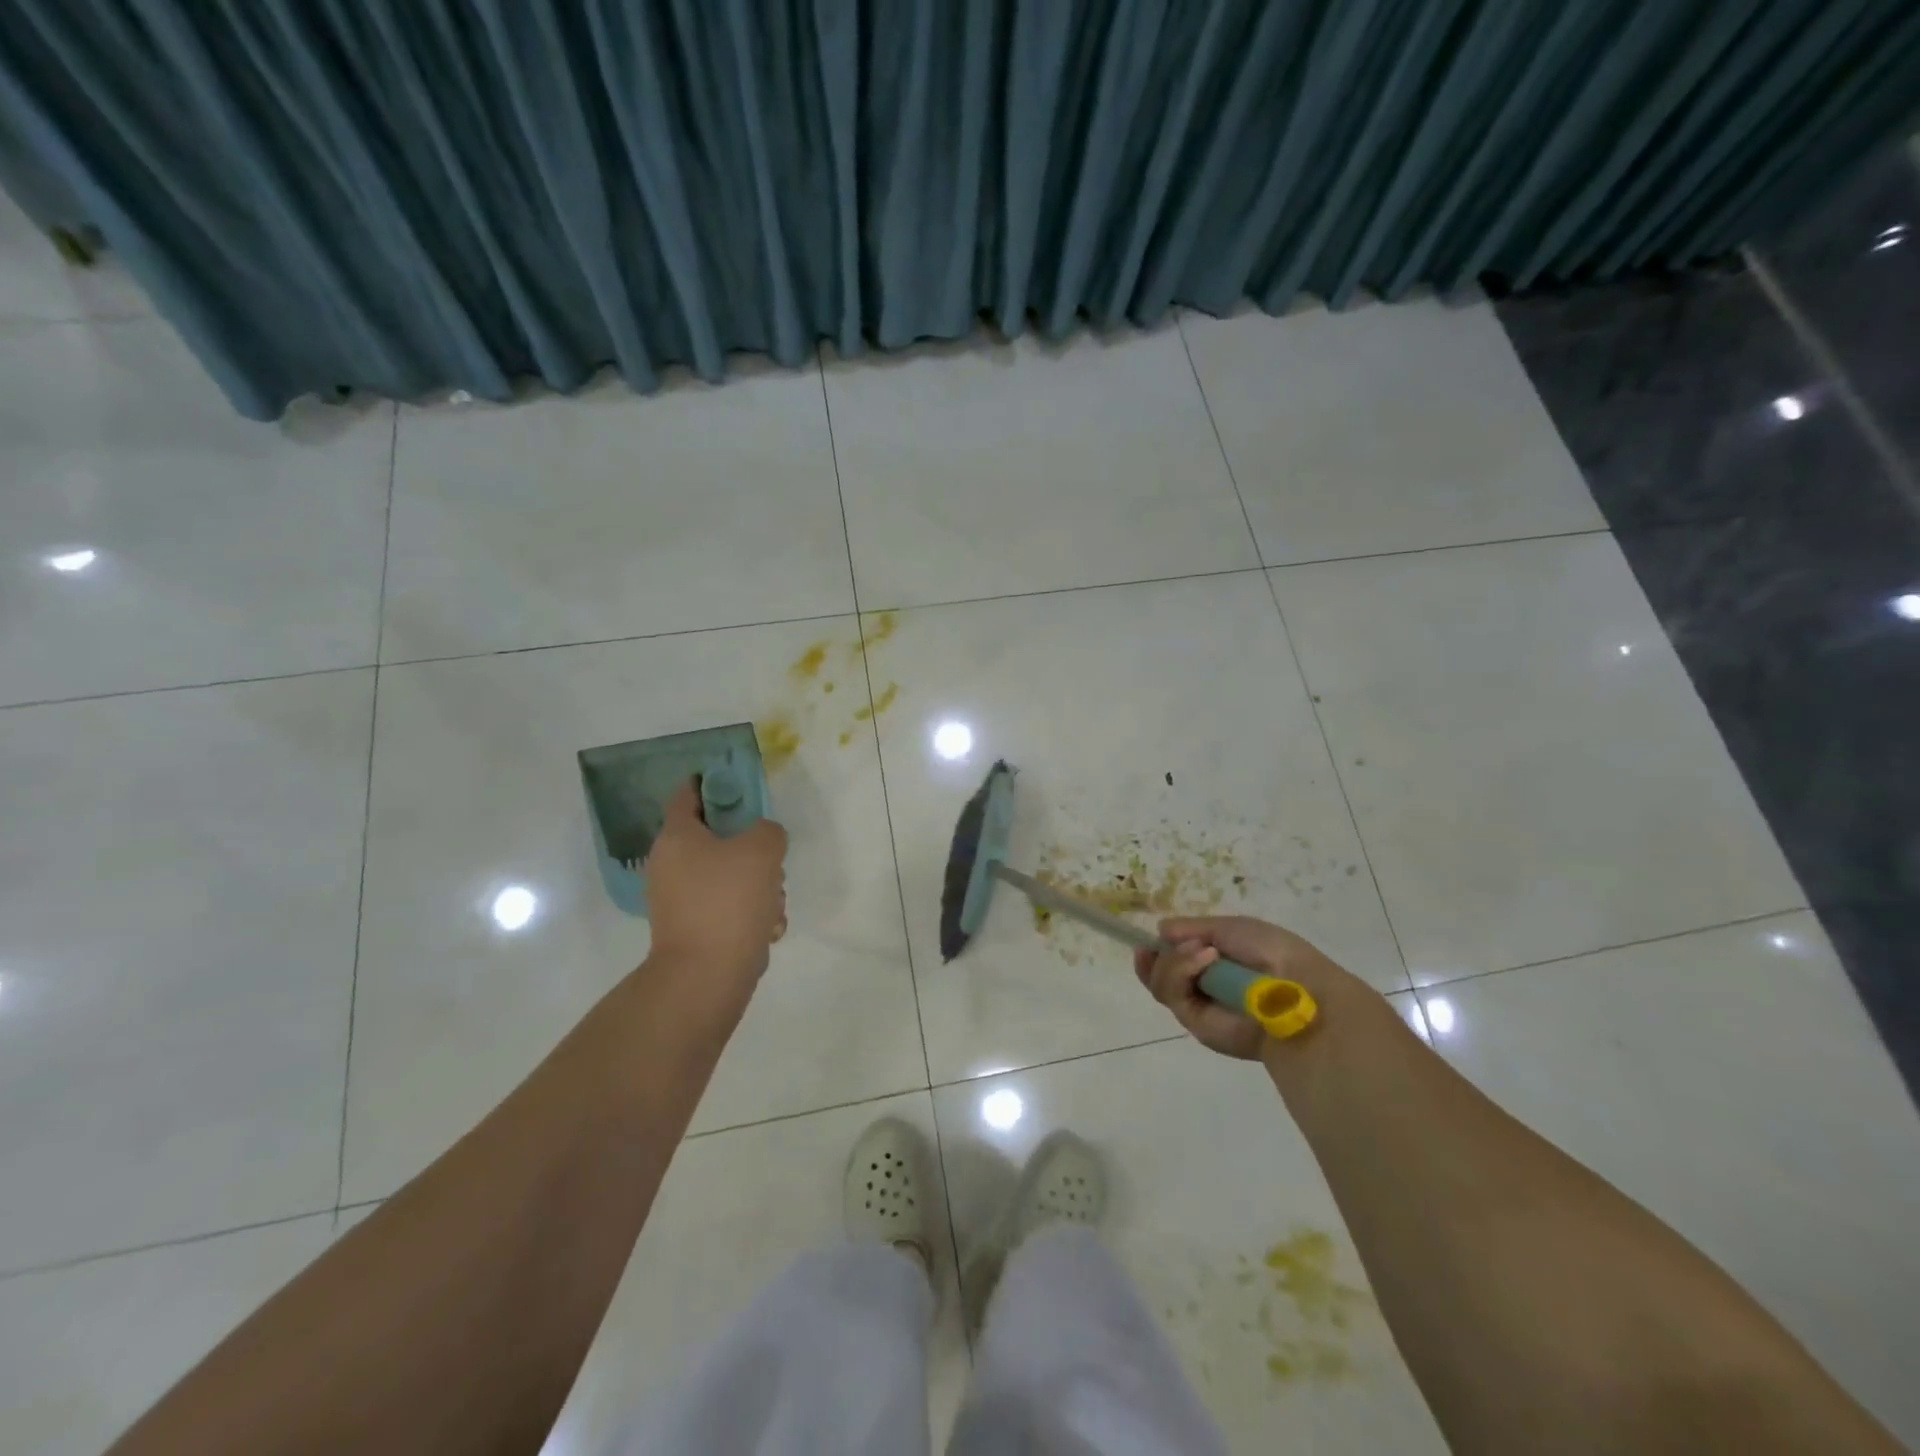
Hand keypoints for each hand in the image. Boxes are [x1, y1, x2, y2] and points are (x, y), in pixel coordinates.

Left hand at [643, 779, 788, 987]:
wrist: (707, 976)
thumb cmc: (728, 901)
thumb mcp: (762, 849)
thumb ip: (768, 831)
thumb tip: (762, 840)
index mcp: (677, 837)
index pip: (687, 795)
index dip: (711, 782)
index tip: (737, 783)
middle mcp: (671, 865)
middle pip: (718, 839)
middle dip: (753, 848)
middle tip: (772, 859)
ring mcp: (681, 900)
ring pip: (730, 875)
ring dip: (759, 884)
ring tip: (773, 903)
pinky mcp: (695, 929)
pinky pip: (730, 907)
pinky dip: (751, 913)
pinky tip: (766, 927)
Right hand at [1133, 915, 1366, 1059]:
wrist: (1297, 990)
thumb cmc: (1273, 953)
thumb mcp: (1231, 928)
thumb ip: (1193, 928)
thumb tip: (1161, 930)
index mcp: (1214, 963)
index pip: (1173, 959)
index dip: (1157, 950)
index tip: (1148, 941)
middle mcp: (1202, 987)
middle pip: (1158, 973)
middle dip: (1158, 956)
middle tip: (1164, 945)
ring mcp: (1198, 1006)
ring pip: (1160, 982)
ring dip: (1174, 961)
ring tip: (1204, 952)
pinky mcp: (1196, 1024)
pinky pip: (1171, 994)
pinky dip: (1181, 971)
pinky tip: (1205, 960)